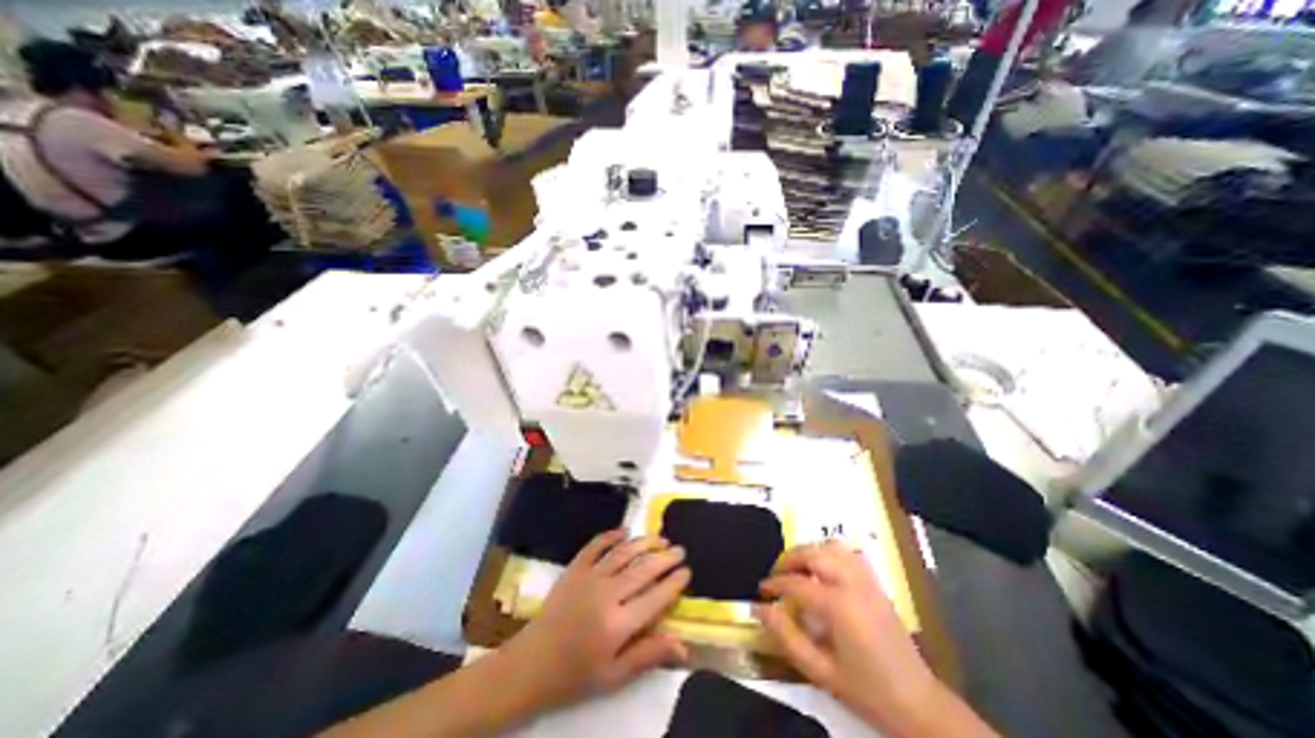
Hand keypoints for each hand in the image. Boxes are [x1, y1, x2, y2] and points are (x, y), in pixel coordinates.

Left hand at [503, 531, 690, 707]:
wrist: (532, 664)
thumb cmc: (576, 674)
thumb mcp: (615, 676)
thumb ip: (648, 655)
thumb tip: (683, 645)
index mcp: (618, 624)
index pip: (656, 597)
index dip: (674, 582)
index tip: (687, 571)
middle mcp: (607, 594)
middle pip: (643, 569)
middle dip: (665, 557)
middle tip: (679, 549)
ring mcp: (589, 577)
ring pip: (623, 553)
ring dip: (644, 542)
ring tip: (660, 538)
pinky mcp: (575, 568)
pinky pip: (595, 546)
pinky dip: (610, 536)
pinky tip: (624, 531)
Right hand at [757, 543, 939, 731]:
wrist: (918, 705)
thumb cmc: (866, 691)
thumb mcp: (819, 671)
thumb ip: (786, 636)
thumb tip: (759, 609)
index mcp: (838, 606)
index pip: (795, 583)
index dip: (774, 584)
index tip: (761, 591)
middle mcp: (852, 583)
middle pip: (811, 553)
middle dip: (788, 559)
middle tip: (776, 576)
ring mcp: (867, 579)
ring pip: (830, 546)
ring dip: (809, 553)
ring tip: (798, 571)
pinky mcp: (876, 582)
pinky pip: (848, 553)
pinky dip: (830, 554)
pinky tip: (824, 571)